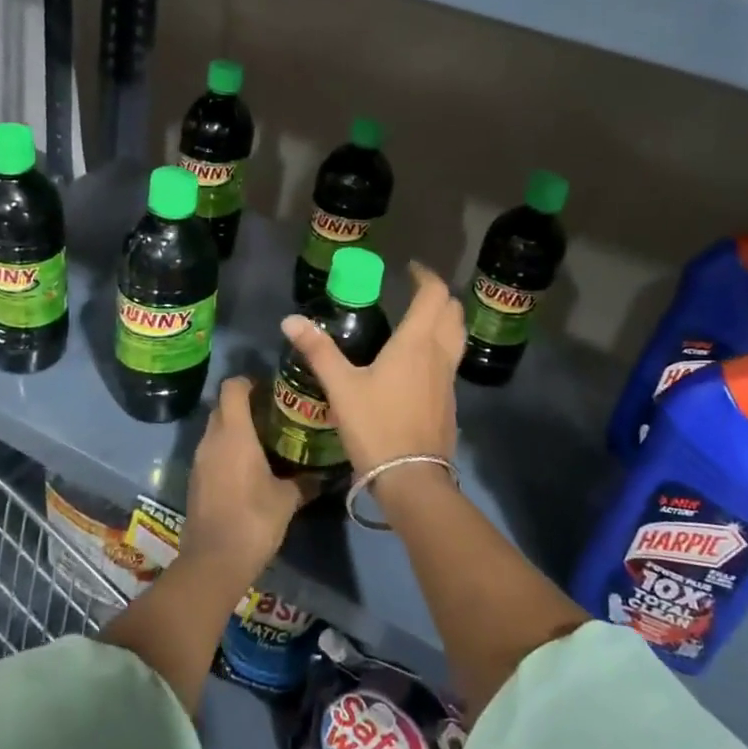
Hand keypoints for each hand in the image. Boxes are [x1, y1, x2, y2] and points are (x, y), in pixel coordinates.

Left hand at [180, 377, 306, 586]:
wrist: (214, 561)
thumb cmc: (254, 520)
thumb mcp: (287, 500)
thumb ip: (306, 481)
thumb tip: (325, 474)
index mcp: (234, 434)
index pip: (232, 387)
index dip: (249, 381)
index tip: (270, 389)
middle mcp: (212, 440)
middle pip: (222, 406)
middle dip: (244, 405)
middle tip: (272, 414)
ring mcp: (199, 460)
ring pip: (215, 430)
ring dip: (234, 429)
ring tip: (263, 441)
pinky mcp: (195, 480)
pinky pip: (210, 452)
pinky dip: (226, 451)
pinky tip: (247, 468)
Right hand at [279, 261, 465, 475]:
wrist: (412, 479)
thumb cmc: (377, 426)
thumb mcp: (342, 387)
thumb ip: (318, 351)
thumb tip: (290, 320)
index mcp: (416, 343)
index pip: (434, 295)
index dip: (426, 276)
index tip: (410, 269)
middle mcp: (440, 354)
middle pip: (453, 312)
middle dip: (439, 295)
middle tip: (415, 292)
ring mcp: (449, 379)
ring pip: (457, 336)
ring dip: (445, 320)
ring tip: (420, 321)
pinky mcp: (450, 401)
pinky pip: (451, 361)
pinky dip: (442, 347)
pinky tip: (419, 363)